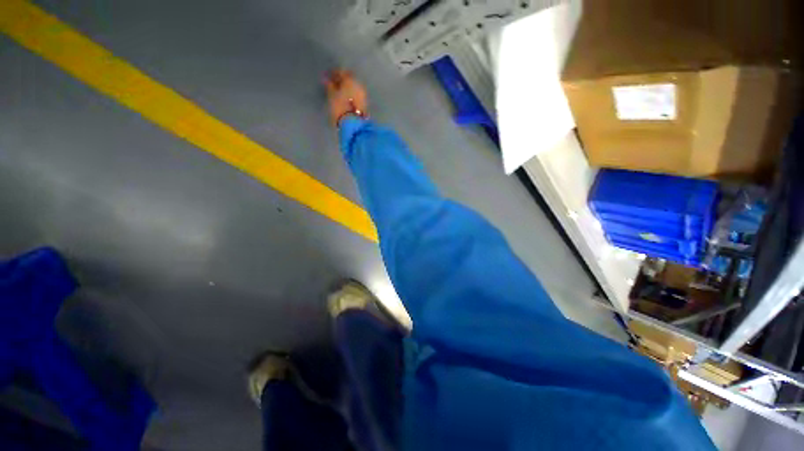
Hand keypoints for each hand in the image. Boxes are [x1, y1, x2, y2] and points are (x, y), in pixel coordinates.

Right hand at [324, 69, 367, 125]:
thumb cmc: (340, 106)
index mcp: (350, 79)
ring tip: (339, 93)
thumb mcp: (331, 95)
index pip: (341, 72)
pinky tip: (345, 99)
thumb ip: (329, 85)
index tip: (328, 76)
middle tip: (333, 84)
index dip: (334, 73)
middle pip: (349, 79)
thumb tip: (327, 79)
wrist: (353, 123)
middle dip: (342, 81)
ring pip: (353, 87)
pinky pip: (356, 95)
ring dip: (347, 88)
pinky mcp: (364, 103)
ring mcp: (363, 94)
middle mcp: (358, 84)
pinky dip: (351, 95)